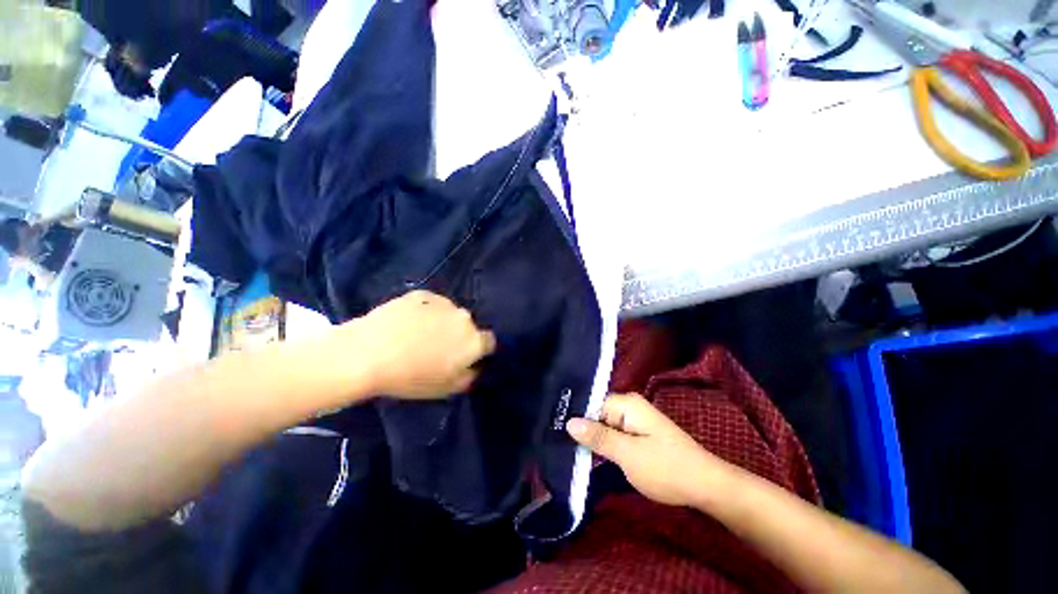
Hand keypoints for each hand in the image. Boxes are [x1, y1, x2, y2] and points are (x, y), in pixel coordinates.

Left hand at [352, 290, 495, 399]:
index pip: (489, 342)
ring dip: (442, 322)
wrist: (367, 354)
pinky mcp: (422, 294)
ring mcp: (443, 303)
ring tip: (418, 334)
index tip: (465, 358)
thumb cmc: (410, 378)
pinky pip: (431, 303)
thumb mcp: (445, 390)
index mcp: (473, 341)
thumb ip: (469, 378)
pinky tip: (407, 322)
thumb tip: (475, 367)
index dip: (479, 351)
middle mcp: (464, 318)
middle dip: (459, 336)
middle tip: (438, 348)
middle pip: (468, 327)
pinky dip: (425, 311)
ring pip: (450, 313)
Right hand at [567, 393, 726, 506]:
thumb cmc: (666, 468)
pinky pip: (614, 435)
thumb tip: (569, 422)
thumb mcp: (628, 454)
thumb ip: (598, 437)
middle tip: (560, 445)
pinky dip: (605, 445)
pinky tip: (590, 455)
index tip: (557, 433)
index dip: (576, 419)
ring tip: (569, 451)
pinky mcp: (638, 435)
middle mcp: (629, 406)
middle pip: (597, 414)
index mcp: (627, 403)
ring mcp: (635, 421)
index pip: (592, 404)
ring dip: (593, 440)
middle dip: (583, 430)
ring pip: (605, 426)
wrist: (706, 486)